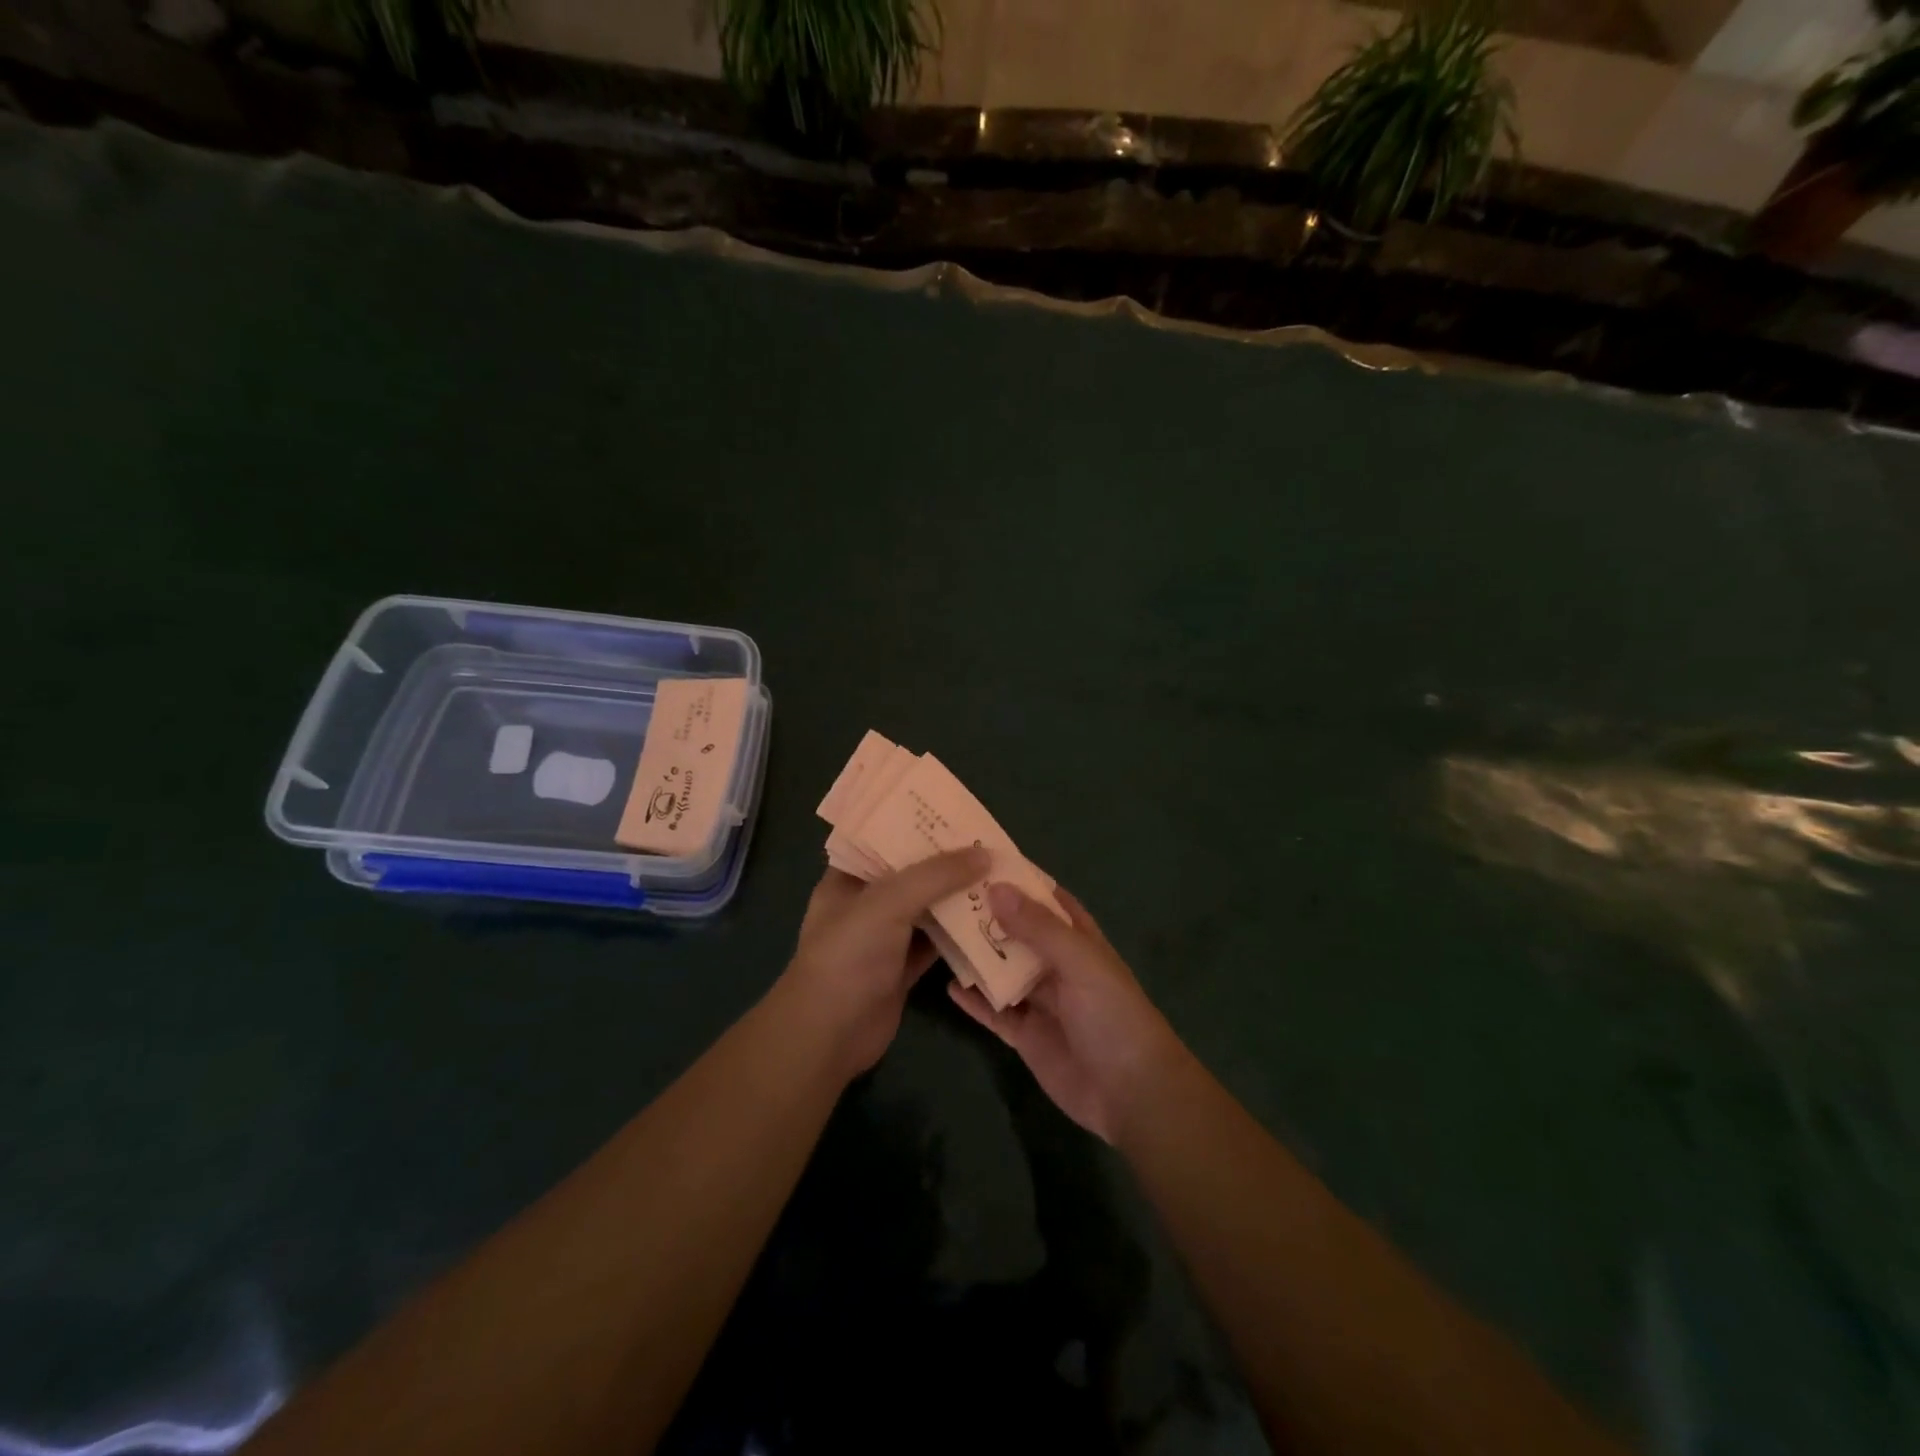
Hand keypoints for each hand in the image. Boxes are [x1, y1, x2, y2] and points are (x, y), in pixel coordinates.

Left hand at [781, 847, 990, 1077]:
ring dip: (958, 897)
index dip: (916, 825)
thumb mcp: (888, 902)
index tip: (955, 814)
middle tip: (989, 843)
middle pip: (912, 874)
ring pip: (928, 908)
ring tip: (999, 875)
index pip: (883, 839)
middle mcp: (866, 903)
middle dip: (947, 861)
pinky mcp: (903, 968)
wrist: (830, 1034)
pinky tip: (993, 920)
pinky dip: (961, 934)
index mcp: (848, 877)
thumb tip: (985, 853)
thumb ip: (936, 875)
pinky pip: (937, 943)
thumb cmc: (848, 955)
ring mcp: (885, 937)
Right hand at [948, 883, 1186, 1143]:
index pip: (1047, 900)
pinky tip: (948, 986)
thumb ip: (1038, 927)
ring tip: (938, 933)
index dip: (1020, 880)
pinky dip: (975, 1000)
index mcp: (1079, 941)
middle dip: (989, 916)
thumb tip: (996, 887)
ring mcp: (1041, 1002)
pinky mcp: (1026, 1036)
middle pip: (1018, 933)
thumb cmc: (1113, 1015)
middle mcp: (1058, 966)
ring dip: (977, 955)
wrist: (1131, 1094)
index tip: (981, 861)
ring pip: (1003, 970)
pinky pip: (995, 1012)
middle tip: (944, 895)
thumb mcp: (1079, 962)